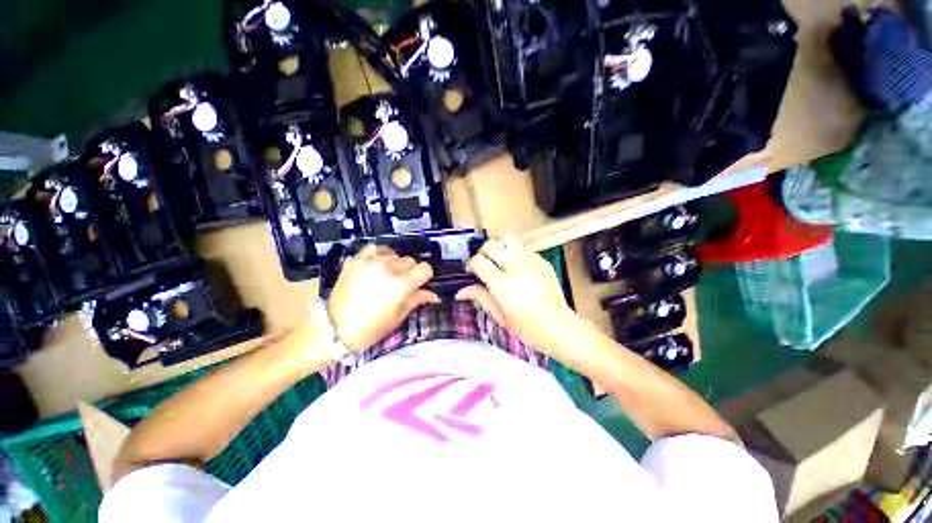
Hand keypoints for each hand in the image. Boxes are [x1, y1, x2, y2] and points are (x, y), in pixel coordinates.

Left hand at [327, 245, 440, 352]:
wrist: (334, 329)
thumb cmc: (371, 328)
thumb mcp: (398, 316)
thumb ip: (417, 299)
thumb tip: (434, 295)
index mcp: (401, 284)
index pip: (425, 269)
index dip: (425, 277)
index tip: (419, 284)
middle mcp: (388, 268)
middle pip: (410, 261)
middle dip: (410, 272)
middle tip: (402, 284)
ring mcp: (370, 262)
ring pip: (394, 254)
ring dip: (396, 264)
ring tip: (389, 274)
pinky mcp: (356, 261)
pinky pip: (374, 249)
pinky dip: (380, 254)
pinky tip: (379, 263)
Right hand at [455, 235, 573, 352]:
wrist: (559, 328)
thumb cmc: (529, 328)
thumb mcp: (500, 316)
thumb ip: (481, 298)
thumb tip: (461, 292)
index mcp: (503, 285)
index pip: (478, 261)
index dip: (471, 264)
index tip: (471, 271)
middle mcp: (516, 269)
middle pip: (491, 245)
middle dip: (482, 252)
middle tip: (484, 264)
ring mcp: (531, 262)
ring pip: (508, 238)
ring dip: (499, 246)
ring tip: (499, 259)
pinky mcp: (542, 261)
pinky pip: (524, 247)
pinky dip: (515, 252)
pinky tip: (517, 266)